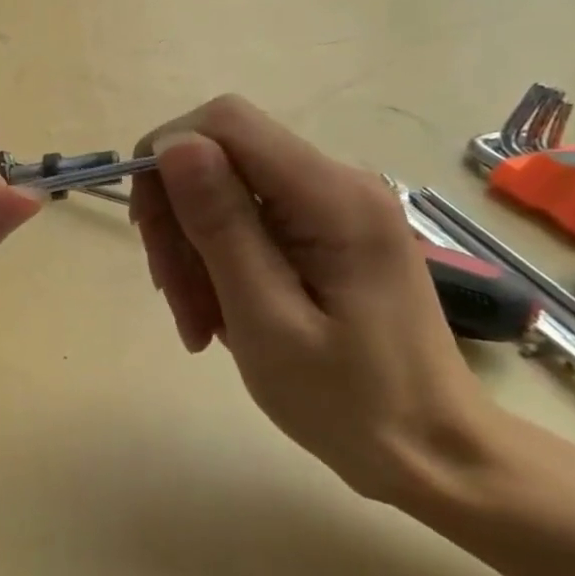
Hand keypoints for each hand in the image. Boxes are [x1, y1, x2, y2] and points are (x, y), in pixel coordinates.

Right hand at [129, 95, 497, 500]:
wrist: (430, 452)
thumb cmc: (349, 401)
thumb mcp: (267, 319)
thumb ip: (222, 226)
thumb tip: (173, 146)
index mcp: (332, 198)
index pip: (224, 123)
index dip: (166, 158)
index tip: (144, 230)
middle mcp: (336, 183)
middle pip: (217, 157)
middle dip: (176, 220)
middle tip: (171, 297)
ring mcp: (331, 206)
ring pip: (221, 192)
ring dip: (190, 251)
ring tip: (197, 322)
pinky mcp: (324, 231)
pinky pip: (244, 221)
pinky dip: (214, 262)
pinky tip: (217, 313)